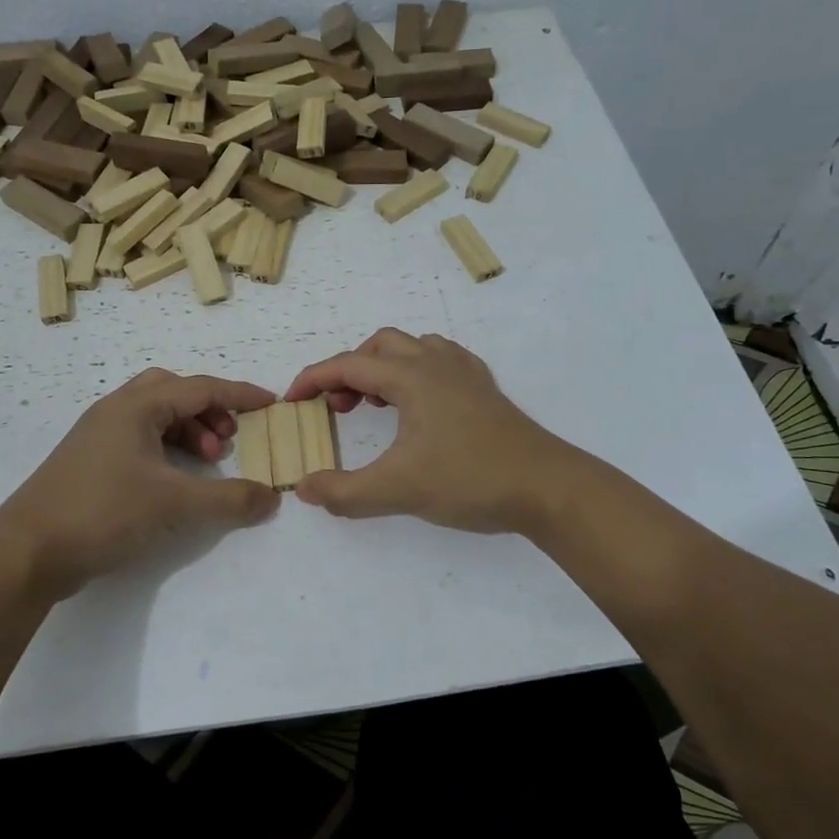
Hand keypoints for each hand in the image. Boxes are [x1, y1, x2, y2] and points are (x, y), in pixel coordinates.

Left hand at [0, 369, 279, 597]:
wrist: (26, 551)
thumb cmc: (102, 511)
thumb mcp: (173, 503)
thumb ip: (228, 499)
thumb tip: (271, 498)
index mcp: (135, 407)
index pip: (200, 387)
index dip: (239, 394)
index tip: (271, 403)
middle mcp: (115, 411)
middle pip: (173, 392)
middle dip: (208, 410)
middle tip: (227, 440)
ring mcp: (98, 436)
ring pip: (154, 416)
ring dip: (187, 431)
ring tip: (205, 463)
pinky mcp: (89, 463)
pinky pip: (139, 438)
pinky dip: (166, 449)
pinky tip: (173, 480)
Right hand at [283, 329, 572, 533]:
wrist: (547, 487)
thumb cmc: (470, 479)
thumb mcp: (398, 490)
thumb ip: (345, 492)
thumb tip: (304, 488)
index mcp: (411, 377)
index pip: (348, 365)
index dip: (313, 379)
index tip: (291, 401)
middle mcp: (436, 363)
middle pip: (379, 346)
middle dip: (349, 371)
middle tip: (339, 409)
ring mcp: (465, 373)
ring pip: (412, 348)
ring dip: (383, 368)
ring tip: (377, 406)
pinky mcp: (485, 389)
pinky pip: (441, 361)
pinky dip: (416, 372)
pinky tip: (420, 405)